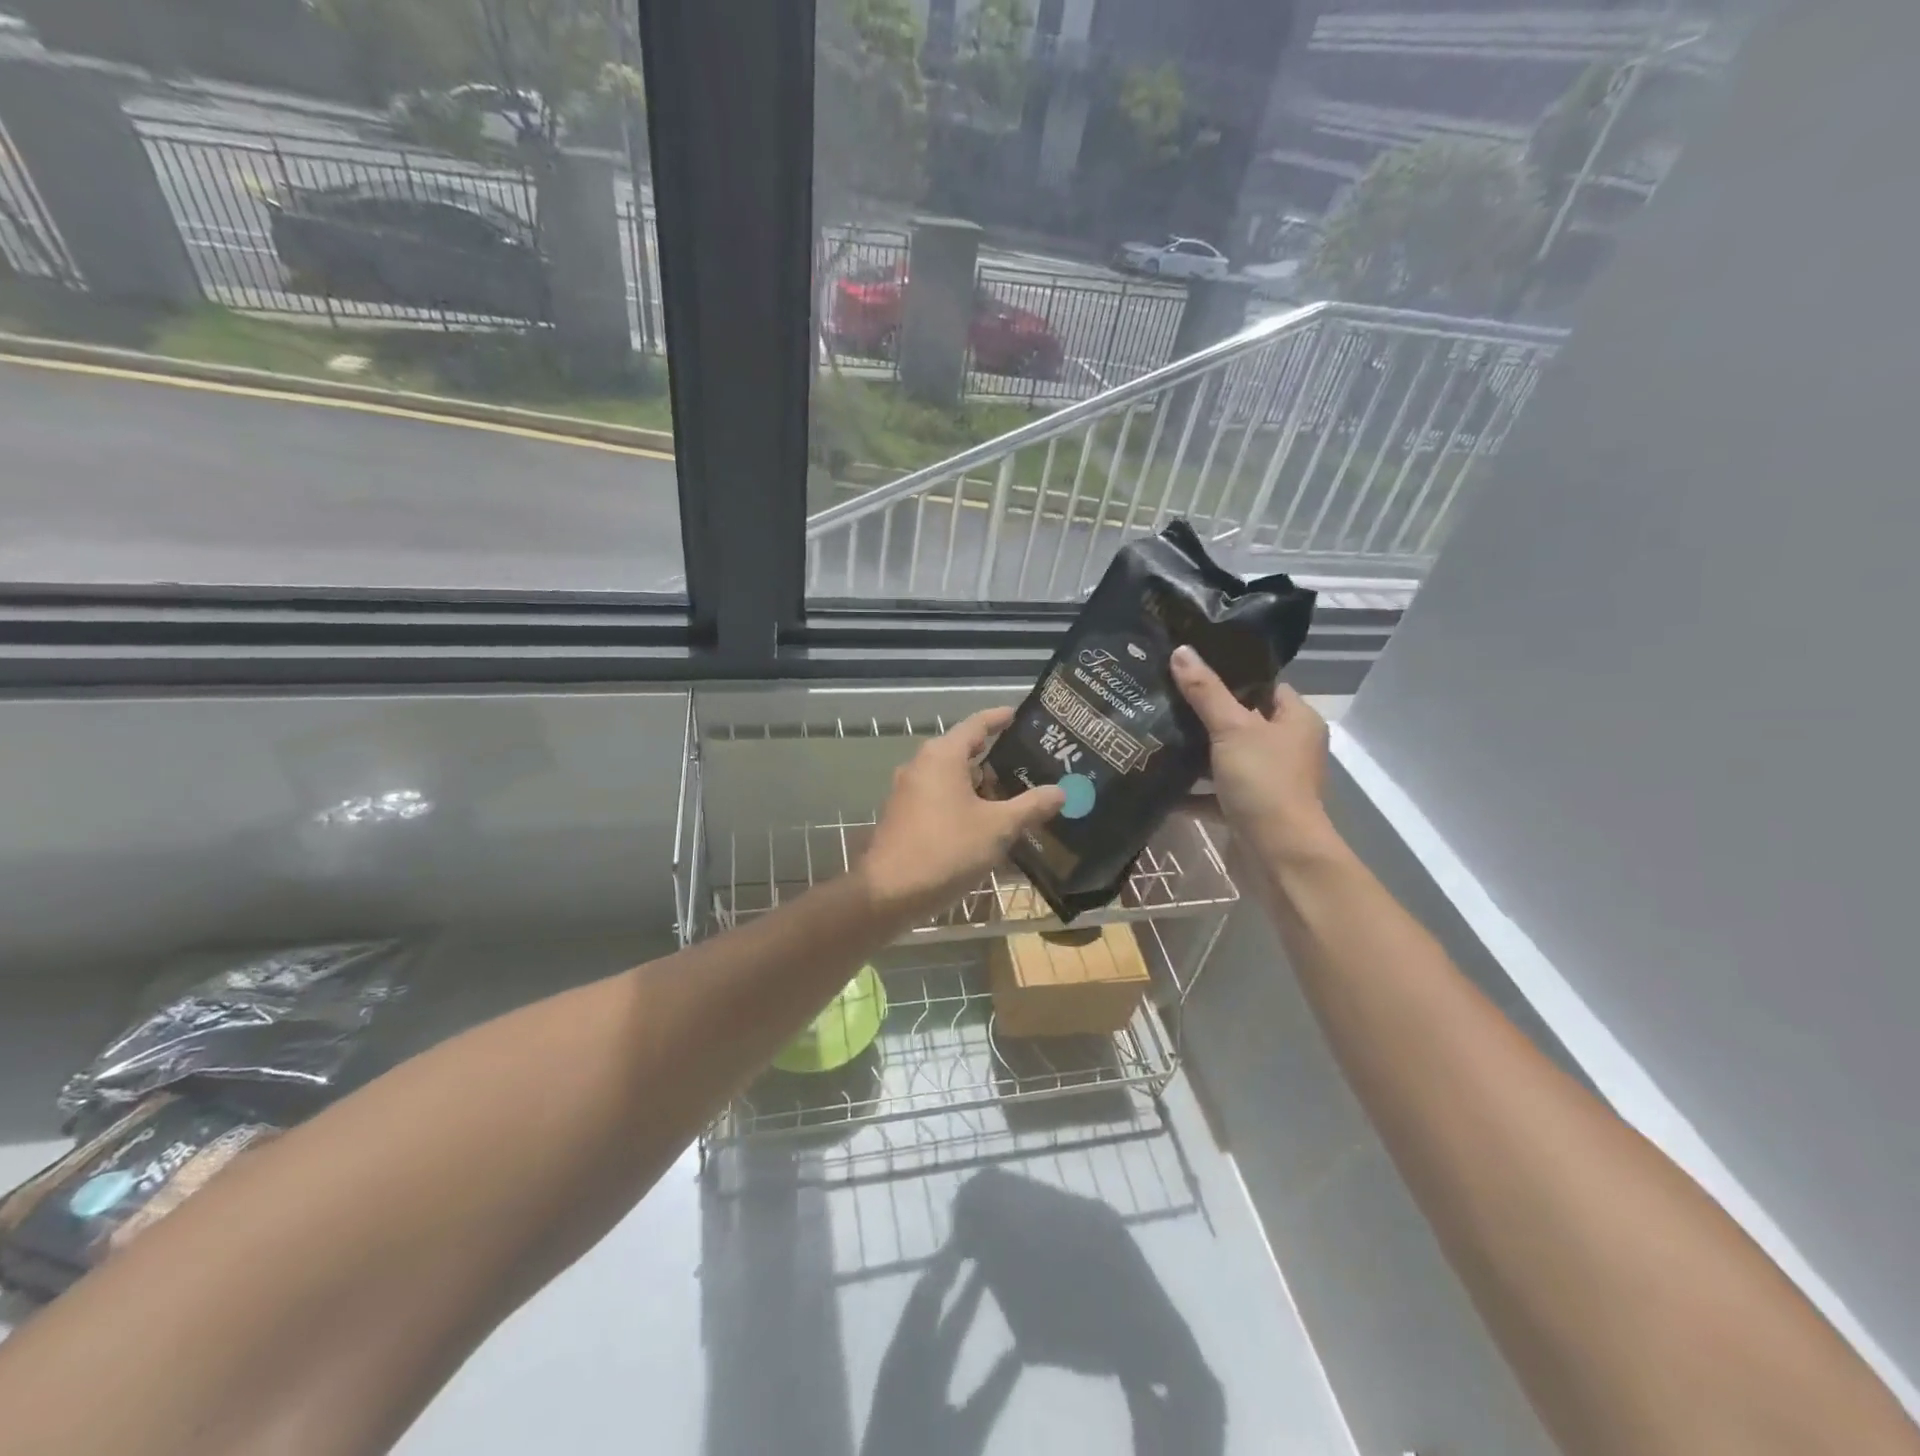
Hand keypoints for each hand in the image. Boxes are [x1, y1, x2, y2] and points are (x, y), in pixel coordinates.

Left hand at [861, 707, 1065, 921]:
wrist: (889, 893)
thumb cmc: (946, 849)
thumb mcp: (998, 828)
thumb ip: (1030, 806)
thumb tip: (1060, 791)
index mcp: (942, 755)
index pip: (977, 724)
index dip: (1000, 718)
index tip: (1020, 715)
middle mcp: (921, 765)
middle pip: (964, 751)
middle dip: (996, 757)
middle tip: (1030, 763)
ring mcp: (909, 792)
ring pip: (952, 779)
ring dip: (981, 785)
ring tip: (1016, 795)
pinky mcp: (904, 817)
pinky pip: (941, 799)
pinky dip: (965, 803)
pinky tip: (987, 823)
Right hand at [1170, 645, 1336, 859]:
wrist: (1277, 855)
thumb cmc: (1264, 782)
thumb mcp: (1232, 729)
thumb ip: (1205, 691)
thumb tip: (1182, 651)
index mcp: (1296, 721)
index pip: (1264, 686)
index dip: (1231, 675)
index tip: (1190, 668)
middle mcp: (1286, 748)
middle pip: (1241, 721)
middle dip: (1203, 714)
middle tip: (1163, 696)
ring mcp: (1267, 781)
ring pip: (1225, 758)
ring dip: (1195, 753)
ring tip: (1154, 731)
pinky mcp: (1247, 809)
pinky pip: (1214, 793)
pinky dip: (1191, 791)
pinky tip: (1158, 780)